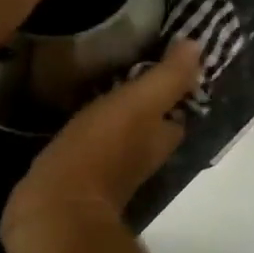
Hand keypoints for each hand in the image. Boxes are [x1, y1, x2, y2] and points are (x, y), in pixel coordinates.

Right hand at [3, 41, 204, 241]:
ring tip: (93, 78)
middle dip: (140, 99)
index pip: (176, 111)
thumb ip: (168, 77)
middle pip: (148, 124)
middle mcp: (141, 157)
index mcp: (161, 140)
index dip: (172, 87)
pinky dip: (85, 127)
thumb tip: (197, 46)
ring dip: (112, 112)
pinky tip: (68, 108)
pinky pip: (88, 144)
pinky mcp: (77, 175)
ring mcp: (108, 170)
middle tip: (121, 63)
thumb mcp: (140, 103)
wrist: (56, 206)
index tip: (159, 57)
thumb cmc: (102, 149)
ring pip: (118, 133)